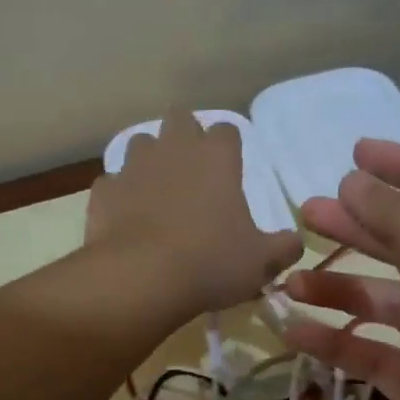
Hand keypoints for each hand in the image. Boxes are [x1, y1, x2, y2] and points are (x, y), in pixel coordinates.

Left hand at [87, 114, 303, 317]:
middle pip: (180, 120)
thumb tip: (295, 243)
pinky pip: (113, 183)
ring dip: (150, 161)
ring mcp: (133, 167)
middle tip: (193, 174)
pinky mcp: (104, 192)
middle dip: (185, 138)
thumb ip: (283, 248)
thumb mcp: (261, 262)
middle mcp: (174, 149)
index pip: (227, 131)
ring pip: (140, 143)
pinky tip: (127, 219)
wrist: (141, 278)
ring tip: (157, 193)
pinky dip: (120, 195)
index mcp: (217, 158)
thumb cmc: (211, 263)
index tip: (230, 173)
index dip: (229, 149)